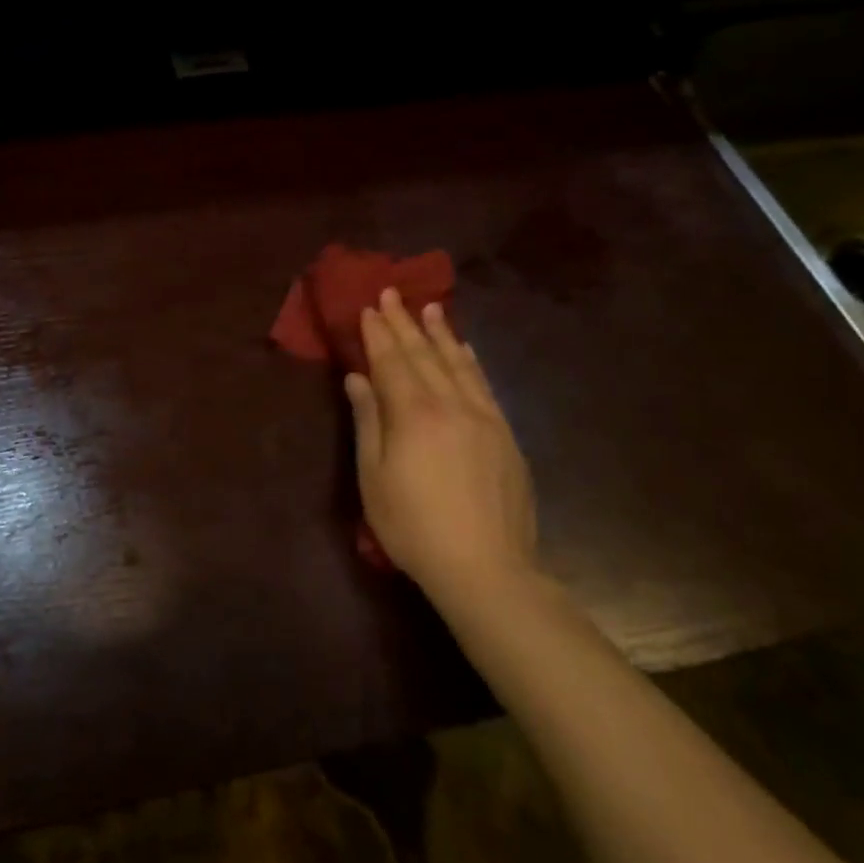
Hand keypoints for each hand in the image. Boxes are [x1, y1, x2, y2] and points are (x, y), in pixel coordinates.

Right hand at [345, 289, 538, 602]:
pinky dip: (471, 361)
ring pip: (457, 363)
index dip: (378, 333)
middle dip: (404, 322)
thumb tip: (358, 378)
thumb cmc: (415, 527)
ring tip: (430, 307)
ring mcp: (483, 417)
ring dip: (440, 333)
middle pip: (423, 355)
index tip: (369, 307)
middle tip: (392, 293)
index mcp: (414, 414)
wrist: (488, 569)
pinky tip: (465, 348)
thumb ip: (368, 421)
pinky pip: (484, 385)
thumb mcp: (375, 477)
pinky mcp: (505, 434)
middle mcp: (450, 404)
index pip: (392, 361)